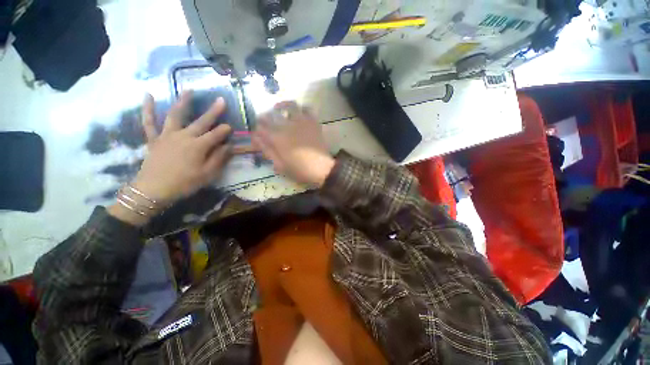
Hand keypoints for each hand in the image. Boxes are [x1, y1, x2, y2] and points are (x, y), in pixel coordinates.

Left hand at [132, 91, 232, 204]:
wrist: (153, 190)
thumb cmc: (185, 183)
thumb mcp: (208, 174)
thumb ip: (219, 158)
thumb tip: (229, 145)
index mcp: (198, 146)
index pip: (216, 135)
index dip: (225, 130)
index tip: (231, 127)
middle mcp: (184, 136)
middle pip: (202, 121)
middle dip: (213, 111)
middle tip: (221, 100)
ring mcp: (167, 135)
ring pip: (176, 115)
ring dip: (183, 102)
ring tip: (189, 90)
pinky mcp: (154, 139)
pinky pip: (149, 122)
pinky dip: (148, 109)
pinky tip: (148, 95)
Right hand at [252, 101, 334, 186]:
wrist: (321, 169)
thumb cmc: (300, 170)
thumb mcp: (280, 166)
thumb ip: (267, 151)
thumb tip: (256, 139)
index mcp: (277, 138)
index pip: (260, 128)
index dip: (256, 130)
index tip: (257, 134)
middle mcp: (287, 126)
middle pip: (271, 115)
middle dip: (265, 117)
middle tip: (265, 122)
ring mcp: (302, 122)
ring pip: (289, 106)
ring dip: (282, 106)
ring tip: (279, 109)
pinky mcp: (313, 122)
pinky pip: (307, 109)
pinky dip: (301, 109)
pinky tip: (299, 113)